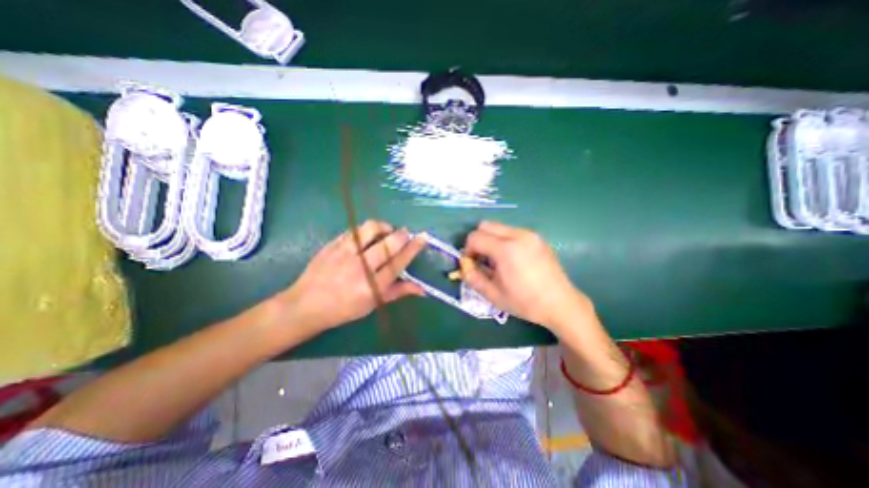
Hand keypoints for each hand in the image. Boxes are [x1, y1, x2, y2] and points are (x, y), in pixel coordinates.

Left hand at [277, 222, 425, 331]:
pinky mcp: (333, 245)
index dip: (413, 248)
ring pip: (370, 229)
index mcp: (372, 286)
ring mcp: (345, 254)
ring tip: (386, 232)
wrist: (306, 304)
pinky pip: (354, 230)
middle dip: (402, 235)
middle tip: (405, 234)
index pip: (399, 262)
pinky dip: (366, 230)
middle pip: (388, 244)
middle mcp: (360, 268)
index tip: (422, 237)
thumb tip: (423, 289)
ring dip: (384, 227)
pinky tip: (367, 236)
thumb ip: (398, 292)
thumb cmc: (344, 309)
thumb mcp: (373, 304)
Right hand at [461, 221, 597, 331]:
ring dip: (491, 240)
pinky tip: (512, 259)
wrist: (560, 304)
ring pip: (499, 227)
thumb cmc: (525, 302)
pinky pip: (512, 232)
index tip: (472, 263)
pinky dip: (504, 240)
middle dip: (478, 240)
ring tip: (497, 260)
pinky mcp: (537, 238)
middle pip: (485, 225)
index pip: (475, 237)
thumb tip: (464, 265)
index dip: (468, 249)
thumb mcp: (493, 295)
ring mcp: (530, 234)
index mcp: (506, 249)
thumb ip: (473, 277)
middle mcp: (518, 235)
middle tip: (482, 259)